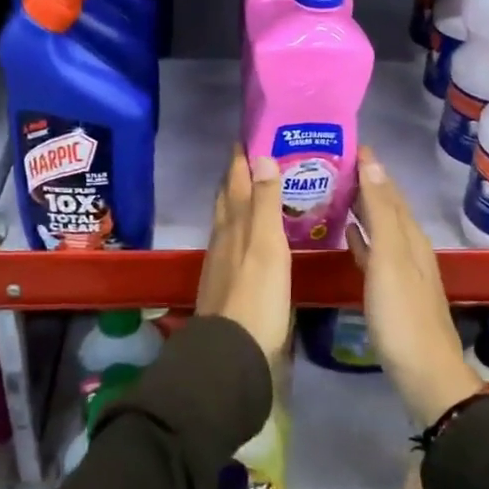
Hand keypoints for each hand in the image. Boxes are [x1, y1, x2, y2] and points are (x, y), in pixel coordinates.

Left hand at [194, 147, 293, 369]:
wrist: (232, 351)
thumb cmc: (257, 296)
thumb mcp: (267, 245)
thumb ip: (265, 202)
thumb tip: (261, 156)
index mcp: (235, 224)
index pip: (236, 181)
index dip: (241, 159)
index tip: (246, 137)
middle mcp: (223, 237)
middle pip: (227, 199)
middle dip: (236, 177)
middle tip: (251, 158)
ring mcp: (221, 262)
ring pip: (226, 221)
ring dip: (236, 201)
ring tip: (251, 190)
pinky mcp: (224, 283)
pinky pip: (231, 243)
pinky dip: (240, 228)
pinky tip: (248, 237)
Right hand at [346, 148, 481, 425]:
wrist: (423, 373)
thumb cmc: (401, 314)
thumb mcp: (390, 257)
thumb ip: (380, 212)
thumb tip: (373, 163)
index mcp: (409, 235)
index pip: (389, 189)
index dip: (371, 167)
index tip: (347, 145)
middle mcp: (408, 246)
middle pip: (386, 206)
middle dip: (364, 183)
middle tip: (331, 165)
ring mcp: (401, 270)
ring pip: (379, 227)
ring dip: (361, 208)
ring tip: (334, 192)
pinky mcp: (391, 291)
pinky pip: (373, 252)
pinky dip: (361, 237)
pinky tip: (347, 234)